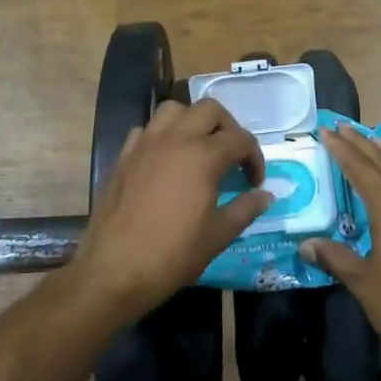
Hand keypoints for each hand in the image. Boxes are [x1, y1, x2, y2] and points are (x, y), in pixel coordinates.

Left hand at [72, 98, 272, 321]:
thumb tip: (265, 196)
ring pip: (174, 110)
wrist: (114, 270)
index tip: (254, 182)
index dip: (255, 157)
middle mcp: (174, 139)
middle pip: (209, 110)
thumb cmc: (173, 254)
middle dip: (227, 127)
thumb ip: (245, 209)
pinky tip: (165, 160)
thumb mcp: (218, 235)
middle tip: (231, 156)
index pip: (240, 139)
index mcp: (203, 156)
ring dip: (192, 121)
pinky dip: (161, 135)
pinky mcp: (123, 156)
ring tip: (199, 148)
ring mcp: (145, 144)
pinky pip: (146, 130)